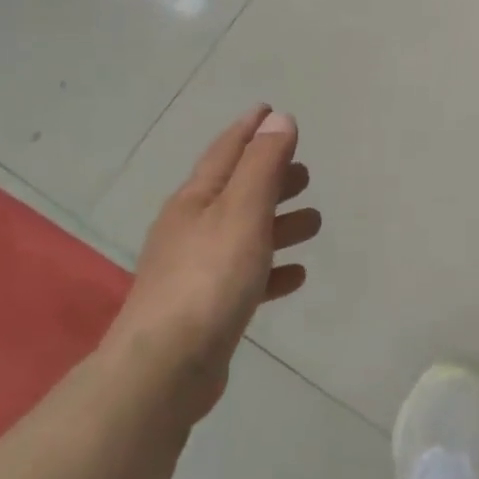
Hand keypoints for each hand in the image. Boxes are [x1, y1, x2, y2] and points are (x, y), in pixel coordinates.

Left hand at [107, 106, 320, 421]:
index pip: (226, 151)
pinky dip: (272, 268)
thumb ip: (263, 166)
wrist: (165, 368)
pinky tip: (295, 274)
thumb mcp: (242, 212)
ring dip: (277, 223)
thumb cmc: (209, 278)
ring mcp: (196, 270)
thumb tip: (278, 119)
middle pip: (236, 191)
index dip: (250, 129)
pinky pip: (247, 276)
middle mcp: (191, 228)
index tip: (270, 110)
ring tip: (313, 223)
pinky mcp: (207, 308)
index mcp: (195, 200)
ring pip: (245, 234)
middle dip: (270, 177)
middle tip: (305, 173)